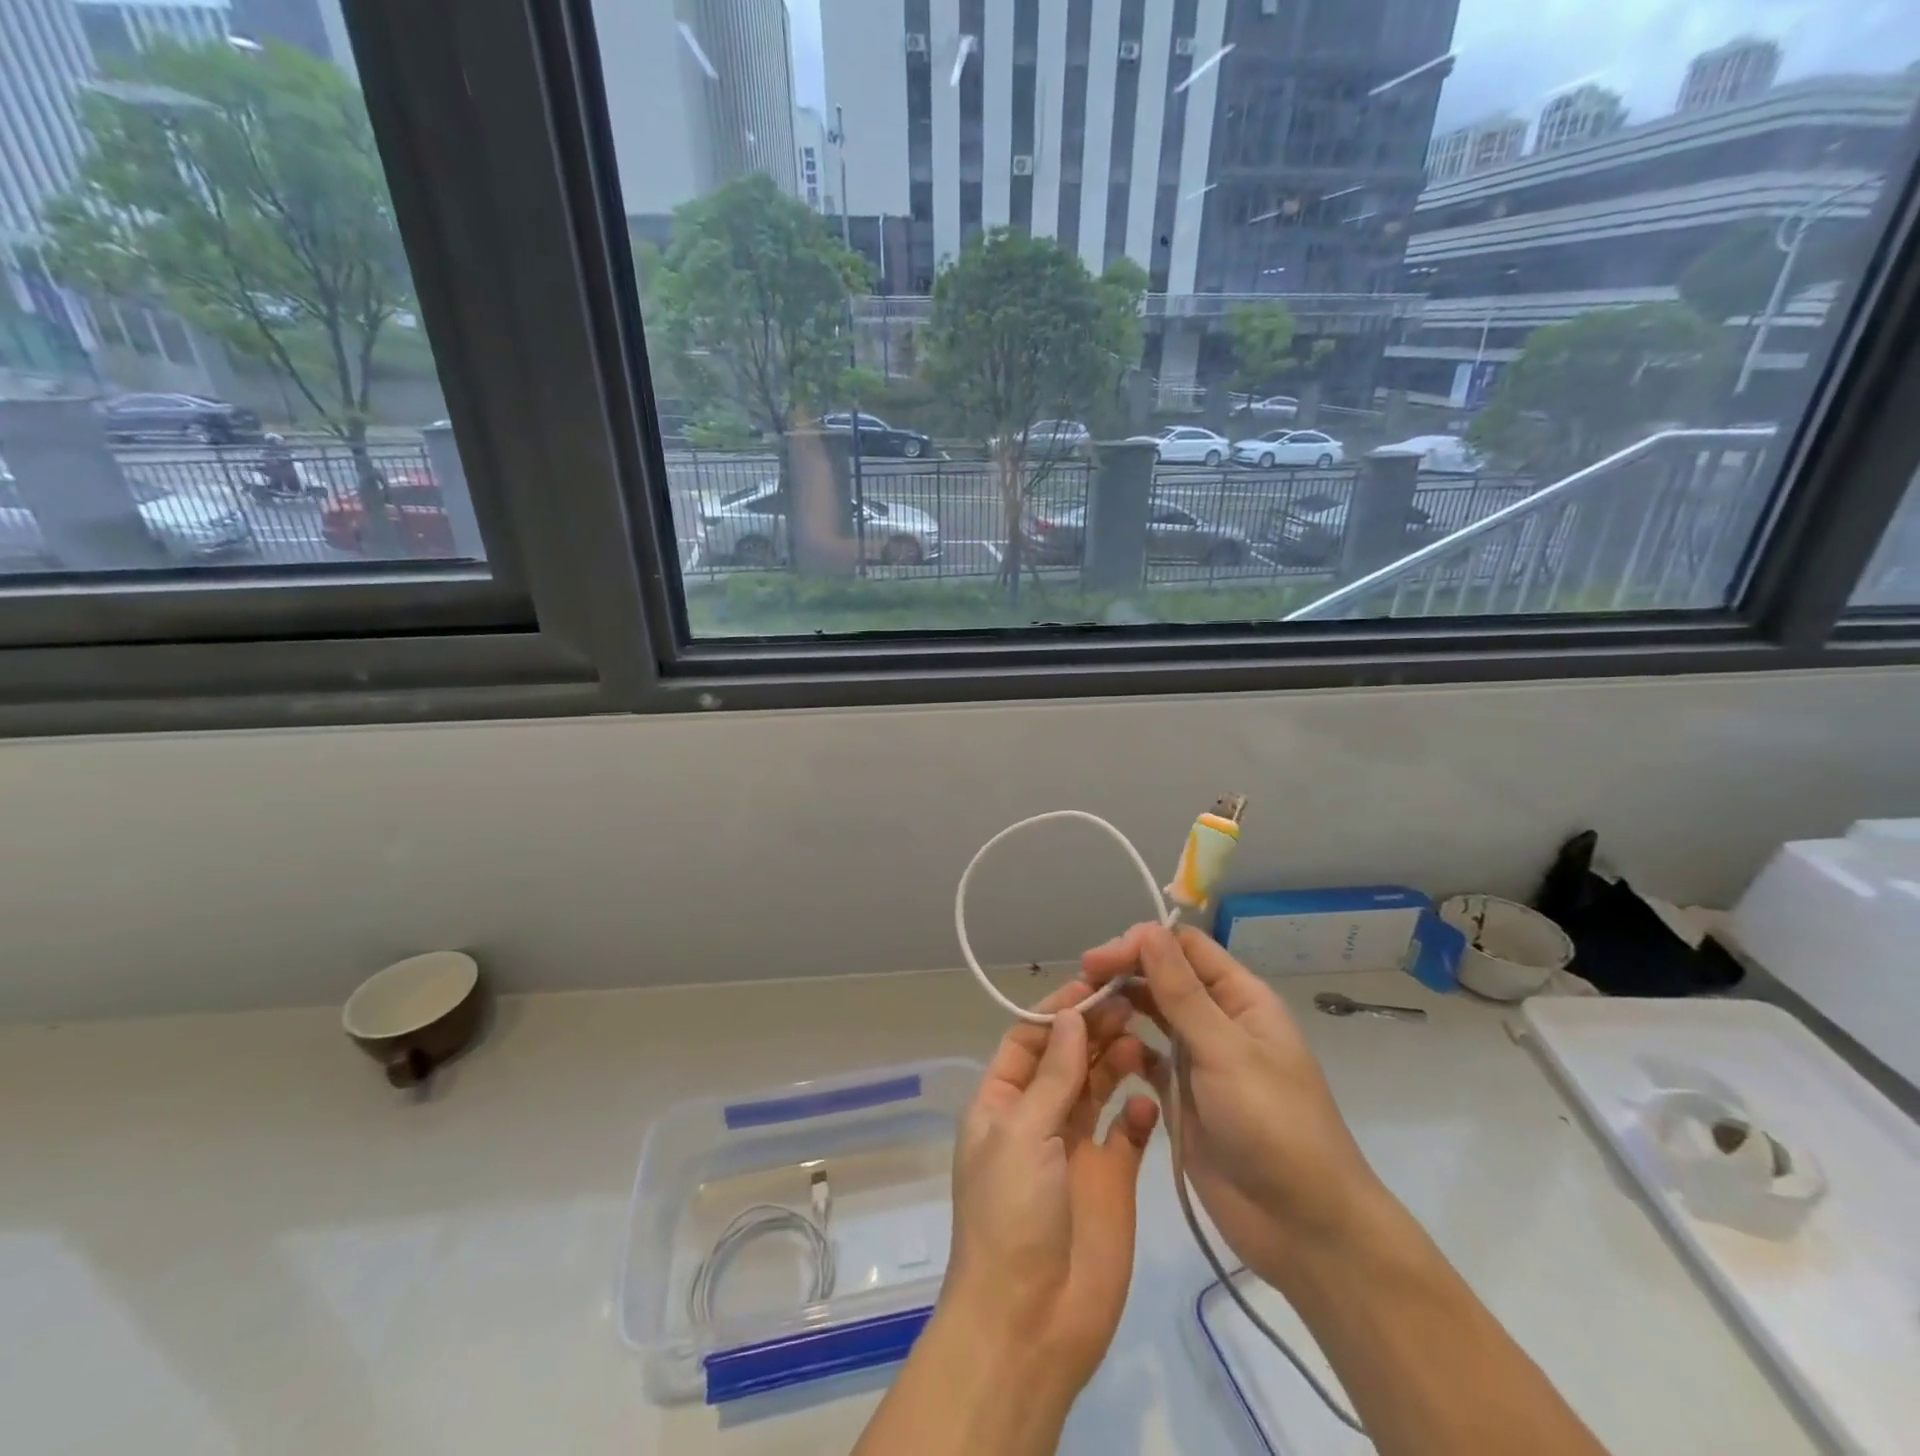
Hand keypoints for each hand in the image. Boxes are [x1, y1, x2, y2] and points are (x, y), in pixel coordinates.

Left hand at [940, 980, 1160, 1400]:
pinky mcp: (1111, 1177)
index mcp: (1002, 1101)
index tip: (1094, 982)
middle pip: (1068, 1057)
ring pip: (1098, 1085)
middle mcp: (1038, 1116)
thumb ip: (1052, 1074)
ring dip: (1117, 1058)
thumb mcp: (1023, 1133)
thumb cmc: (1012, 1215)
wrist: (1030, 1322)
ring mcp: (1076, 1146)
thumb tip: (1070, 1015)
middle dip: (1094, 1027)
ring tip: (1144, 1034)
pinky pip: (1128, 1130)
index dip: (1058, 1010)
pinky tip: (1151, 1098)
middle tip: (1130, 999)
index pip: (1030, 1039)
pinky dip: (1139, 1110)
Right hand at [1083, 924, 1387, 1290]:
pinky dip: (1123, 1048)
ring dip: (1120, 1006)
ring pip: (1151, 1014)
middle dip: (1124, 972)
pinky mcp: (1181, 1096)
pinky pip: (1146, 1057)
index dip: (1143, 944)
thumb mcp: (1226, 1050)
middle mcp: (1218, 1020)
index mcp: (1240, 998)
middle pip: (1164, 977)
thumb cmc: (1273, 1124)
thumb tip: (1148, 929)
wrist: (1304, 1228)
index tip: (1099, 958)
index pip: (1185, 949)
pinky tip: (1099, 1049)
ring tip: (1081, 1009)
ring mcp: (1198, 1059)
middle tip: (1081, 982)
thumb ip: (1182, 991)